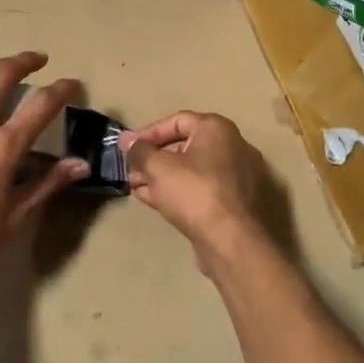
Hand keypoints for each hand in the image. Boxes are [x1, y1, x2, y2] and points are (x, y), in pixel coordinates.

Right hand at [120, 112, 267, 262]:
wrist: (232, 242)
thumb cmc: (195, 193)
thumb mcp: (158, 168)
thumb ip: (140, 151)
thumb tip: (126, 140)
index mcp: (217, 130)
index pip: (177, 121)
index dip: (148, 133)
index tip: (128, 148)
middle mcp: (232, 147)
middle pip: (184, 146)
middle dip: (153, 158)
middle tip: (131, 170)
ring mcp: (237, 176)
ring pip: (192, 170)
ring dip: (162, 176)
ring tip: (136, 187)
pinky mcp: (235, 202)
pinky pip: (201, 188)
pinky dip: (179, 190)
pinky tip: (154, 200)